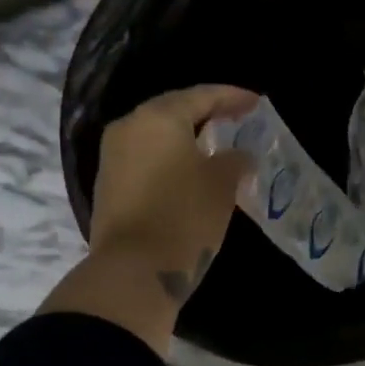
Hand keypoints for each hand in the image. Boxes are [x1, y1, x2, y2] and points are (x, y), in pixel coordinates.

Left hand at [90, 84, 255, 302]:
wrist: (132, 270)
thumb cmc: (184, 217)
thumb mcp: (222, 185)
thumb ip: (234, 160)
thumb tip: (238, 156)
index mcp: (158, 117)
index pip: (201, 95)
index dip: (232, 97)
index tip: (256, 103)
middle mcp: (129, 126)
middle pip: (174, 110)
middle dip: (206, 114)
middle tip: (236, 119)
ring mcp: (112, 155)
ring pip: (156, 135)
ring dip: (186, 137)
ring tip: (215, 145)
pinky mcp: (108, 183)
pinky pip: (145, 157)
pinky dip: (169, 157)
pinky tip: (189, 170)